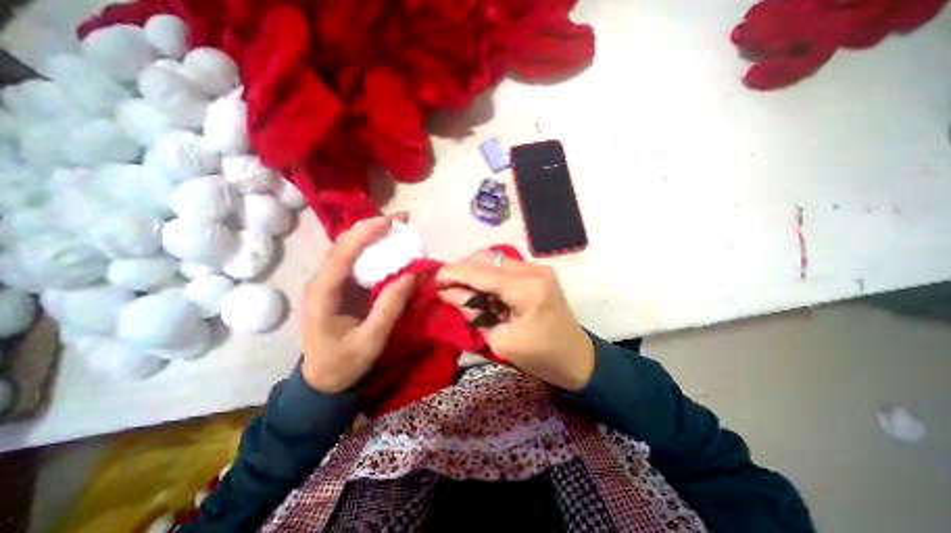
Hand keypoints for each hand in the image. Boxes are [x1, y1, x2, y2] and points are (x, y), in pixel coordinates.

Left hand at [299, 216, 413, 396]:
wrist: (322, 380)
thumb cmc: (343, 363)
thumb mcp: (371, 340)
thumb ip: (390, 307)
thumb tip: (411, 275)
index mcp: (323, 293)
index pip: (343, 254)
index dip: (366, 233)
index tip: (391, 221)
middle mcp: (323, 281)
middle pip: (344, 244)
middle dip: (371, 227)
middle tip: (401, 220)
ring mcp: (331, 283)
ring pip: (349, 249)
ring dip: (372, 235)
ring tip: (397, 227)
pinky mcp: (341, 287)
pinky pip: (356, 261)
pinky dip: (373, 249)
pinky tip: (389, 246)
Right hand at [438, 252, 591, 388]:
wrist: (578, 358)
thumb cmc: (541, 357)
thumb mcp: (501, 341)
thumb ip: (473, 312)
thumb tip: (447, 292)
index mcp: (527, 289)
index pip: (481, 272)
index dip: (453, 273)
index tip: (434, 281)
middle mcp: (534, 270)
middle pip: (486, 257)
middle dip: (462, 270)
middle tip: (448, 288)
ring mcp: (538, 268)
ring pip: (494, 259)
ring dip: (475, 271)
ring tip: (463, 290)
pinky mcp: (538, 272)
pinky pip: (504, 266)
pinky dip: (488, 275)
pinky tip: (483, 290)